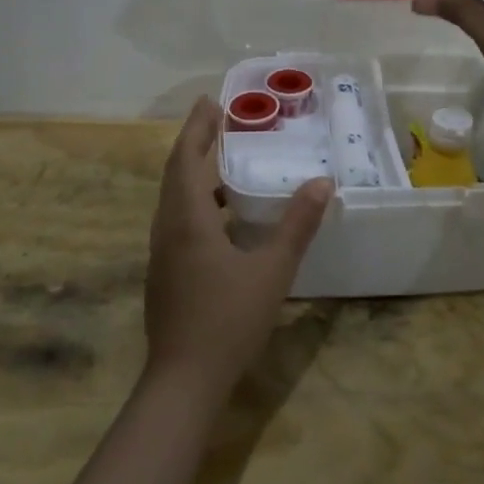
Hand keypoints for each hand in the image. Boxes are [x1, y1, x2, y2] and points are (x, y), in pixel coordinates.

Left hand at [144, 97, 331, 401]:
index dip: (197, 127)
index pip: (186, 159)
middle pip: (175, 174)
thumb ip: (297, 225)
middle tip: (219, 121)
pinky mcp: (165, 274)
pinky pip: (177, 221)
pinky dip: (196, 203)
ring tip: (226, 163)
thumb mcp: (272, 271)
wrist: (183, 382)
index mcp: (187, 220)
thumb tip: (321, 183)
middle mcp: (168, 229)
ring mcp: (162, 254)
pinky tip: (224, 219)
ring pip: (174, 199)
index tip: (210, 101)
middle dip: (195, 143)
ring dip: (195, 174)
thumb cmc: (228, 320)